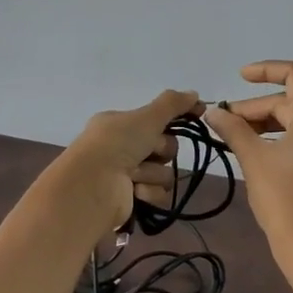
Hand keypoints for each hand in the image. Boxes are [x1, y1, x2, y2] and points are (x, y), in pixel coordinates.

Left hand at [52, 88, 199, 236]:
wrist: (93, 185)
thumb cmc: (117, 144)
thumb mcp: (146, 117)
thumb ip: (172, 104)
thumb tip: (194, 93)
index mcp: (119, 124)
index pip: (156, 119)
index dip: (177, 117)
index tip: (199, 113)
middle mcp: (121, 147)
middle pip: (164, 147)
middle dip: (160, 150)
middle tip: (147, 151)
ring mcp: (125, 175)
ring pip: (162, 172)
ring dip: (152, 173)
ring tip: (133, 175)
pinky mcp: (131, 199)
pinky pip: (157, 193)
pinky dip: (148, 192)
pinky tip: (134, 191)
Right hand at [201, 61, 292, 258]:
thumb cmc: (282, 199)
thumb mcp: (253, 159)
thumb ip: (233, 129)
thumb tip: (213, 111)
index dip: (267, 70)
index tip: (240, 78)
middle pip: (290, 101)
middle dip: (255, 107)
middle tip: (223, 123)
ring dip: (263, 123)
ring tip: (233, 137)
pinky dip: (277, 138)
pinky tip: (253, 152)